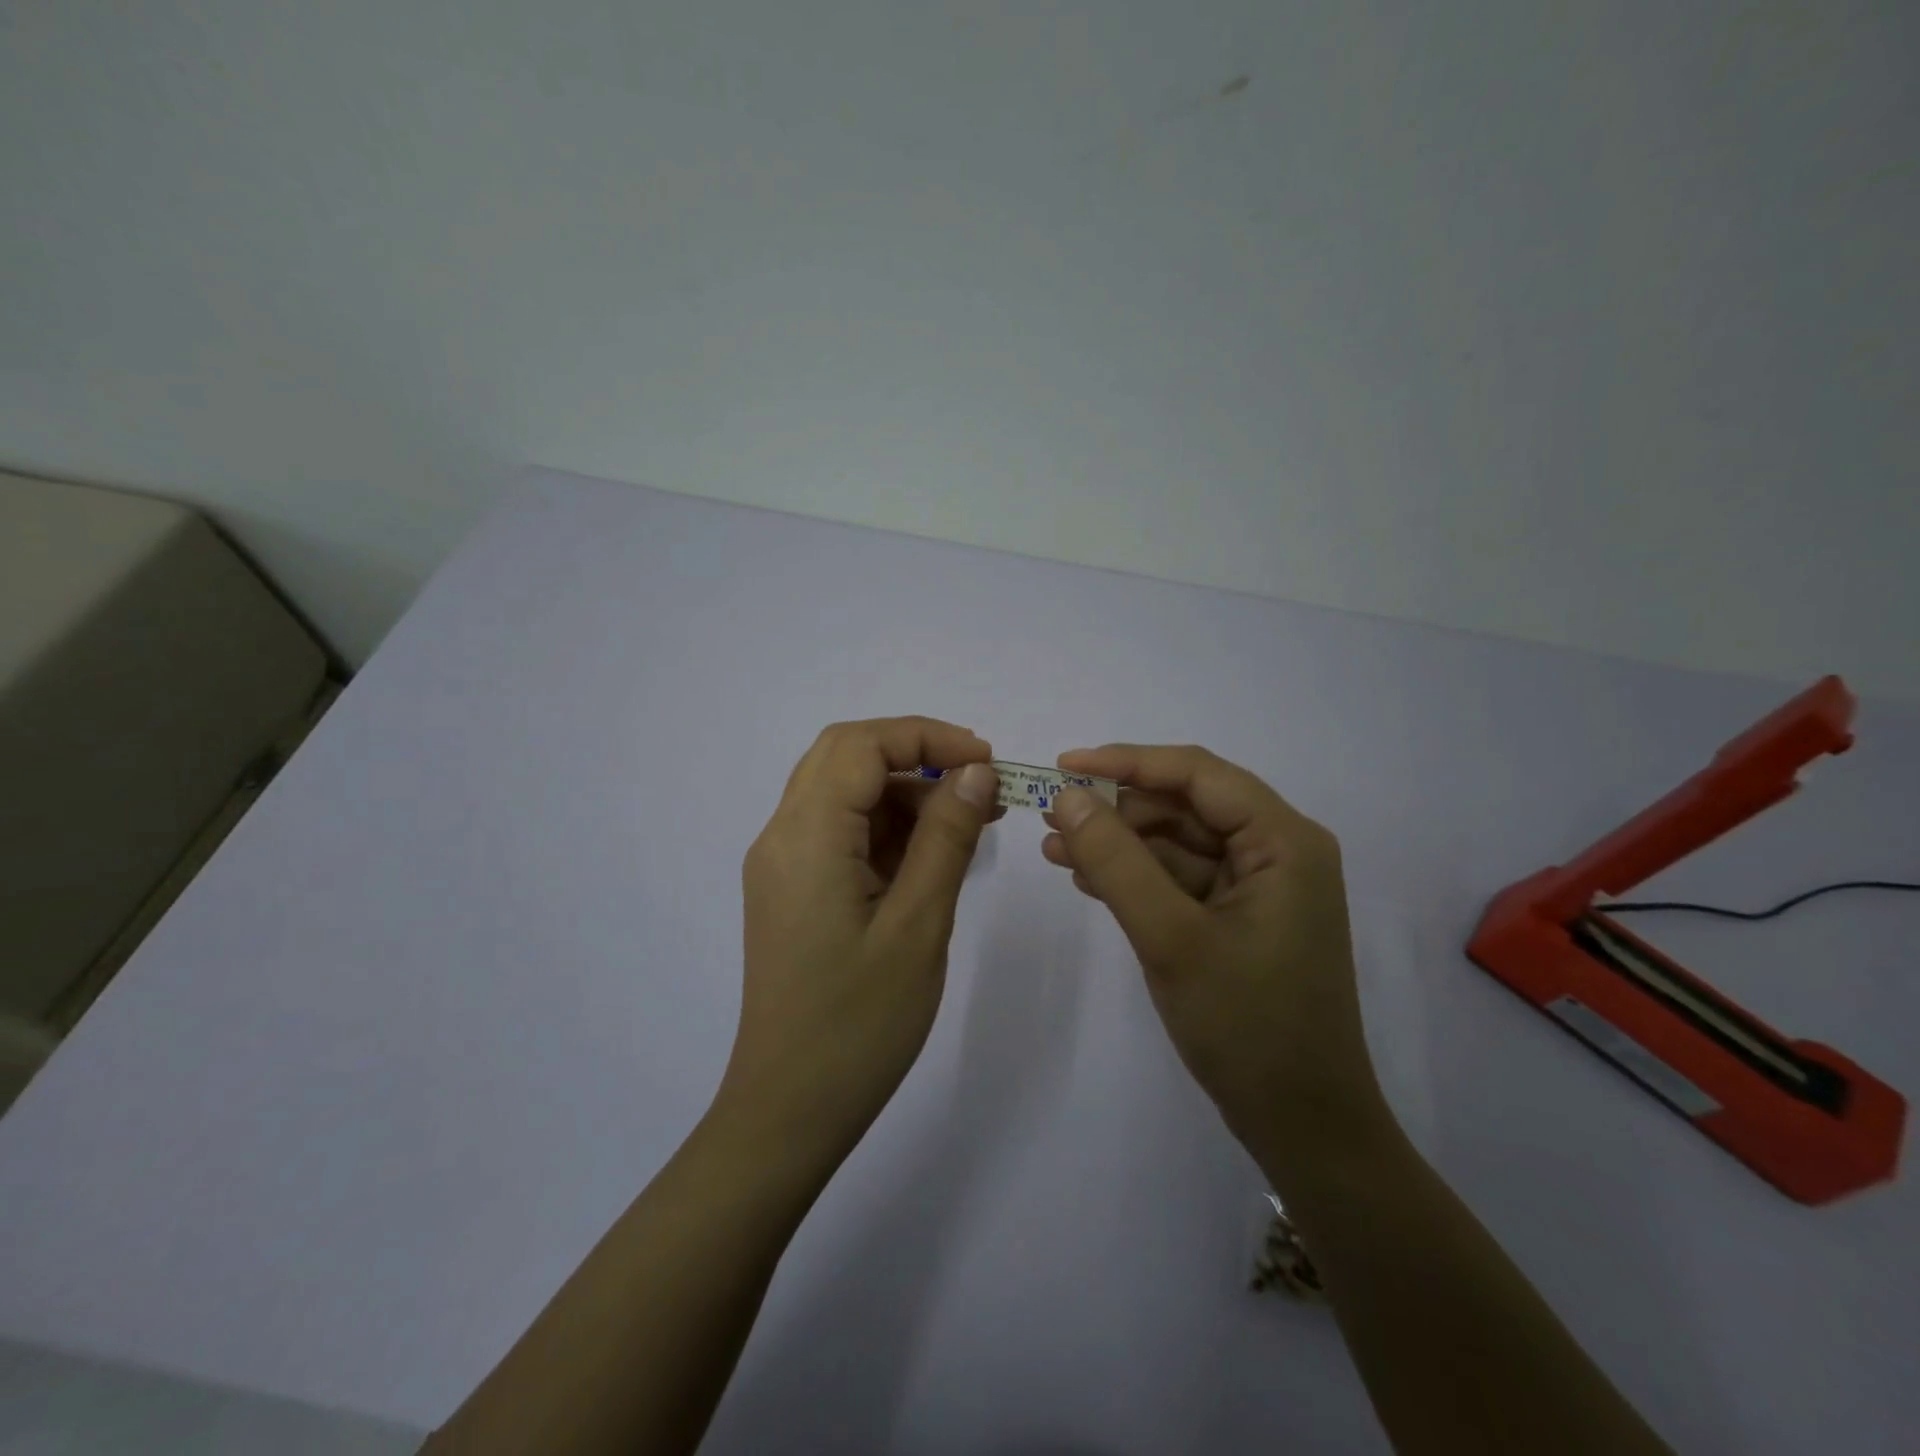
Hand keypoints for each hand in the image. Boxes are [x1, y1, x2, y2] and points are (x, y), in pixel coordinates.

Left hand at [723, 717, 1001, 1160]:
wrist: (791, 1110)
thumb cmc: (859, 1023)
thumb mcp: (919, 924)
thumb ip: (947, 837)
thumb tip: (976, 771)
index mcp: (805, 836)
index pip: (861, 745)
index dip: (926, 737)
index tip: (986, 762)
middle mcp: (782, 836)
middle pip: (844, 757)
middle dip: (914, 755)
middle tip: (977, 781)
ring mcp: (782, 865)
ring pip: (843, 793)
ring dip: (904, 792)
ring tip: (970, 821)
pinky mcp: (792, 890)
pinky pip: (839, 833)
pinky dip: (887, 828)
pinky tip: (933, 854)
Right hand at [1041, 744, 1388, 1183]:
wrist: (1303, 1127)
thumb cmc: (1247, 1027)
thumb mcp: (1171, 937)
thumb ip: (1116, 862)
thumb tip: (1067, 796)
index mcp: (1284, 841)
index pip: (1197, 774)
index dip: (1127, 761)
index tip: (1063, 765)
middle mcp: (1278, 851)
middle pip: (1186, 805)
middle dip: (1117, 809)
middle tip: (1051, 815)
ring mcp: (1259, 886)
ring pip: (1177, 842)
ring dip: (1118, 844)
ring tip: (1054, 849)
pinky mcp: (1239, 917)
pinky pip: (1180, 878)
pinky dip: (1135, 876)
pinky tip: (1086, 878)